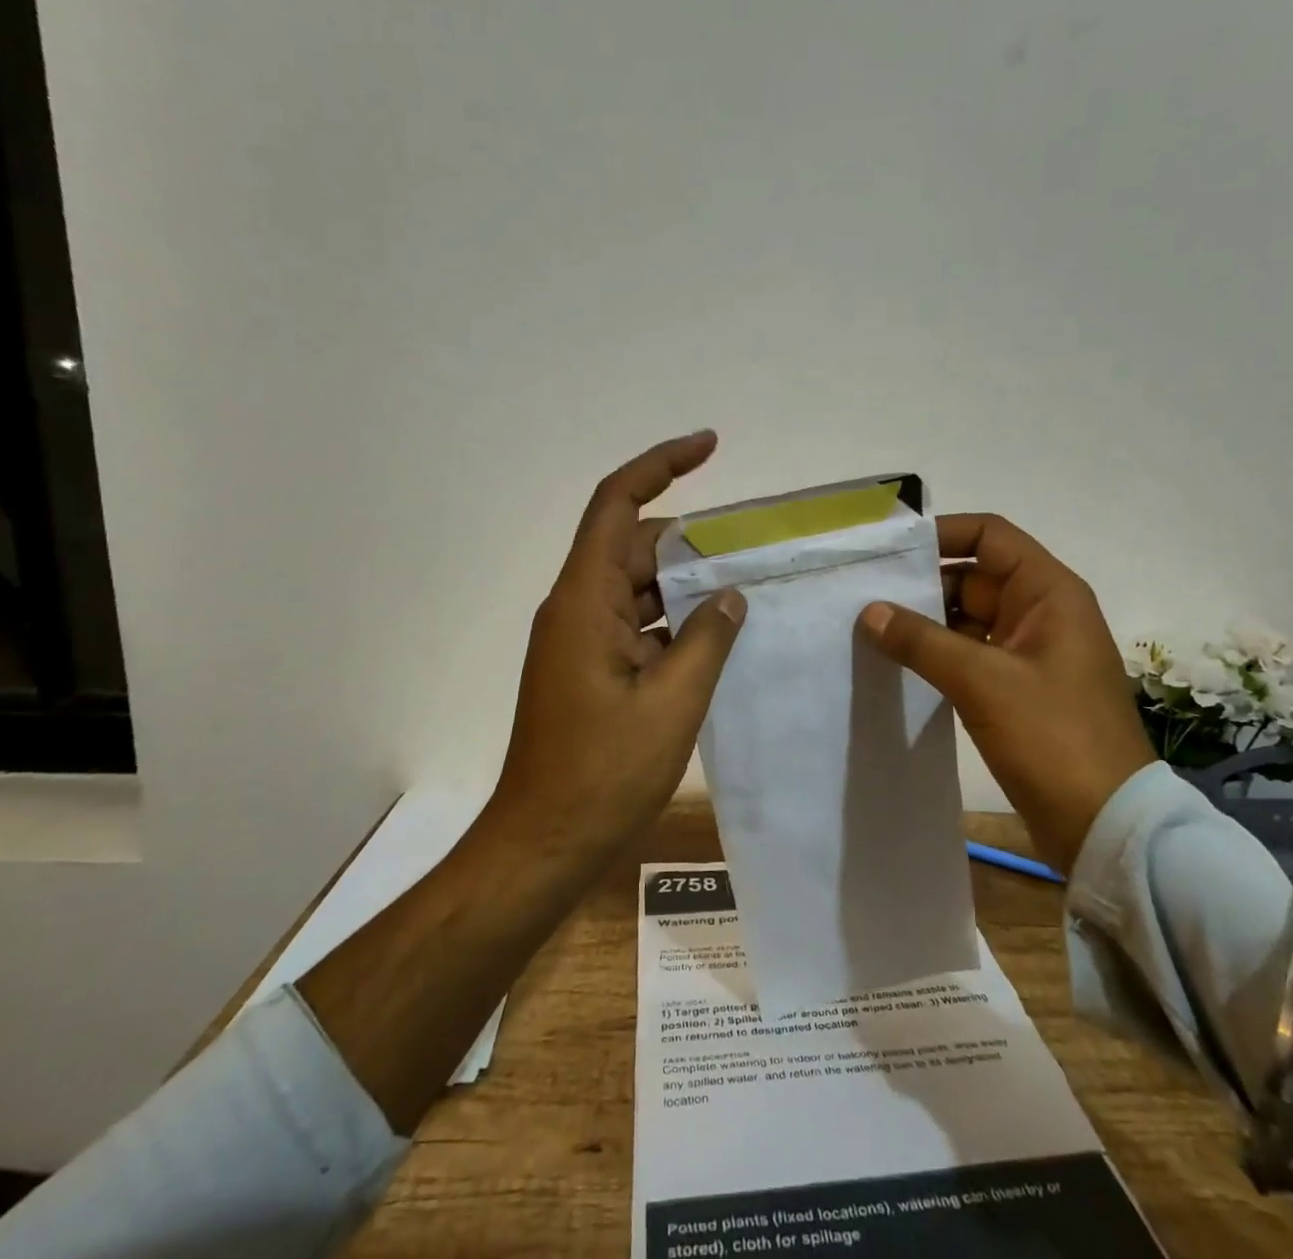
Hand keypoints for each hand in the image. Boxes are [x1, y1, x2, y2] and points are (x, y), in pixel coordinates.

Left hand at [489, 430, 746, 864]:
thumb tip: (730, 595)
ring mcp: (579, 640)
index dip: (661, 465)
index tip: (710, 446)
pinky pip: (635, 623)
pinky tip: (716, 635)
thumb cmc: (603, 775)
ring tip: (745, 586)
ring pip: (636, 586)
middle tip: (750, 545)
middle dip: (690, 537)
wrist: (541, 846)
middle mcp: (576, 608)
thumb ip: (708, 638)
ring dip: (685, 583)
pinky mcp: (588, 669)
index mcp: (584, 602)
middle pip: (632, 544)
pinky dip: (673, 620)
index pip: (618, 505)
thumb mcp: (672, 703)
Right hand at [857, 514, 1155, 875]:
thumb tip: (869, 612)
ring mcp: (1027, 652)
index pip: (990, 536)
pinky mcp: (1015, 688)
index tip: (888, 549)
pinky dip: (934, 654)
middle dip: (921, 583)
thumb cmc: (1054, 738)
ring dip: (923, 622)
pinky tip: (893, 662)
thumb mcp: (983, 682)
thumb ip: (922, 642)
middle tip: (861, 591)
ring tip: (866, 625)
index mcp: (1048, 592)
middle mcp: (1039, 612)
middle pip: (972, 576)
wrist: (1106, 826)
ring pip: (966, 618)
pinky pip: (968, 654)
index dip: (942, 533)